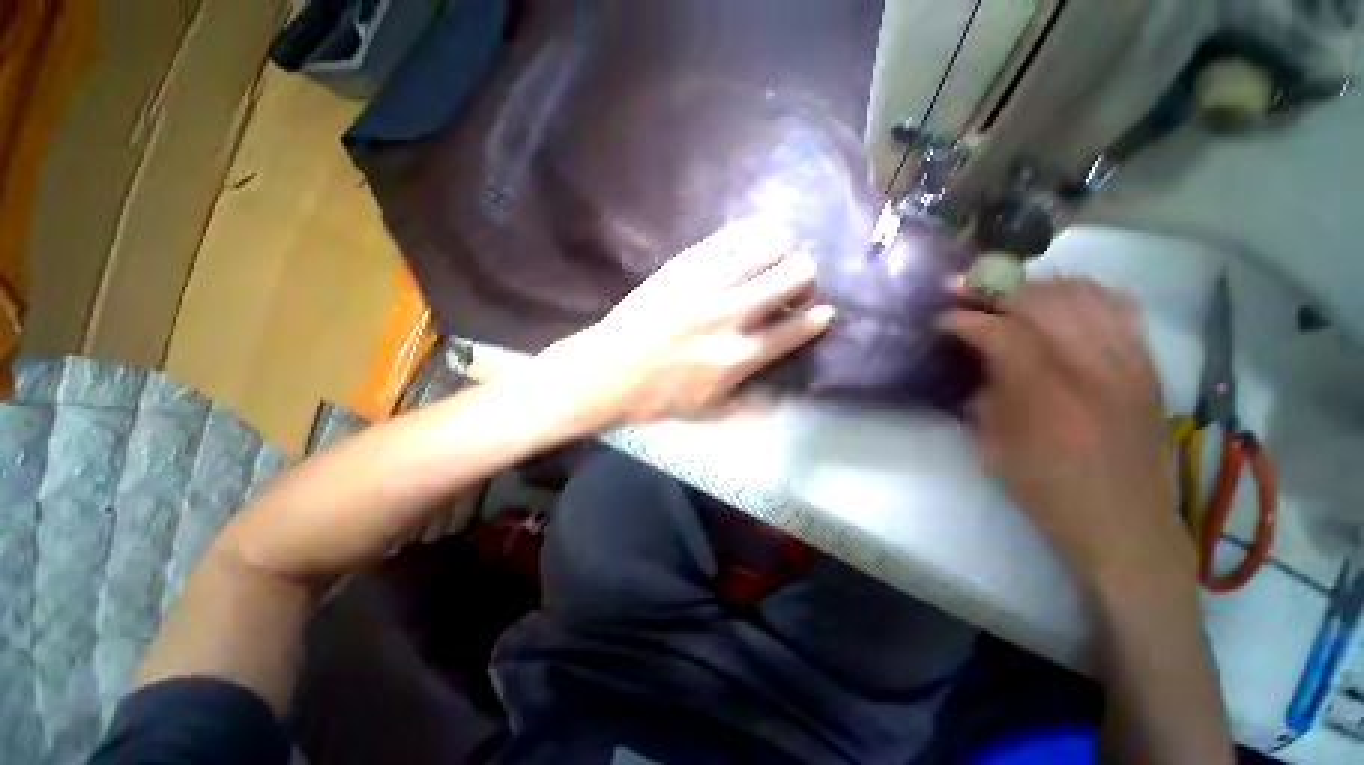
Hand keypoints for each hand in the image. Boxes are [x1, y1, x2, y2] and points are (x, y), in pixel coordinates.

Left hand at [540, 220, 833, 426]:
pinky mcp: (684, 264)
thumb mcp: (711, 409)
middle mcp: (730, 315)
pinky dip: (752, 234)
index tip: (825, 312)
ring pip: (767, 247)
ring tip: (779, 259)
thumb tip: (785, 389)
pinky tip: (754, 240)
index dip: (818, 318)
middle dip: (805, 278)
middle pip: (792, 276)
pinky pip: (730, 236)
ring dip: (784, 251)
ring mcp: (706, 284)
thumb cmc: (661, 396)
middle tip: (796, 285)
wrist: (610, 371)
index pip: (795, 328)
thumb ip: (753, 400)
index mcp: (738, 356)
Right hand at [942, 279, 1192, 588]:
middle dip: (997, 289)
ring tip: (1009, 292)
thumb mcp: (995, 448)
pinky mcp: (1146, 363)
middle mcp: (1093, 368)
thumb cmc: (1048, 491)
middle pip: (1043, 301)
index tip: (942, 317)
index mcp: (1047, 396)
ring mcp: (1127, 360)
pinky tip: (1060, 300)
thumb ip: (985, 393)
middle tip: (967, 292)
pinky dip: (1083, 293)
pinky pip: (1117, 306)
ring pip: (1083, 293)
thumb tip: (976, 356)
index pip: (1002, 333)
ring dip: (1037, 286)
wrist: (1125, 522)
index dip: (966, 318)